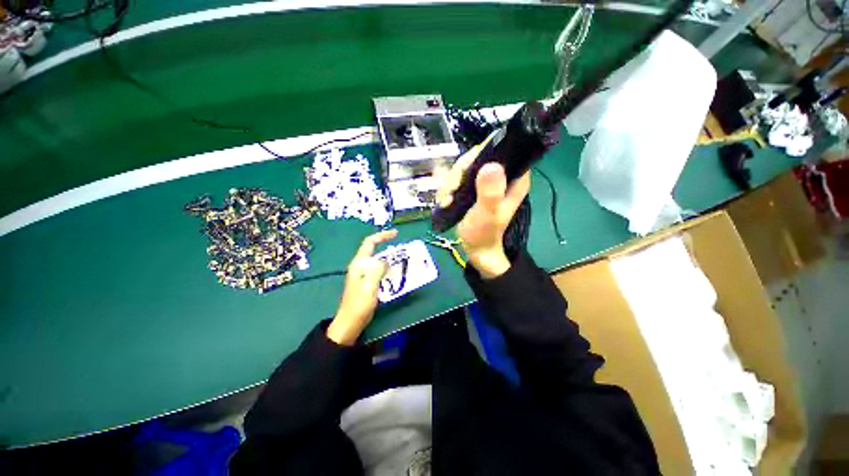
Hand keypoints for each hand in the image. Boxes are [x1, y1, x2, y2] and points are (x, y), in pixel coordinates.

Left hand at [327, 229, 397, 344]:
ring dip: (390, 261)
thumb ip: (377, 269)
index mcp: (359, 263)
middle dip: (389, 249)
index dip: (382, 235)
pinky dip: (389, 270)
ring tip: (403, 263)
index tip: (396, 234)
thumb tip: (385, 260)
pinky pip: (380, 271)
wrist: (350, 322)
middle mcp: (360, 266)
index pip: (370, 242)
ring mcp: (363, 275)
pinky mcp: (367, 283)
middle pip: (375, 251)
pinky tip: (396, 275)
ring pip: (379, 262)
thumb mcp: (369, 284)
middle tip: (403, 252)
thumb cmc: (359, 303)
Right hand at [436, 140, 530, 278]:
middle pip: (475, 158)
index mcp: (514, 178)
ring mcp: (485, 181)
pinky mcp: (473, 187)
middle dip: (458, 174)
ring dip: (450, 184)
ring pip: (463, 168)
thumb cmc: (484, 233)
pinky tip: (445, 201)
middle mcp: (500, 175)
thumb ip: (490, 192)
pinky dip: (448, 189)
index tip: (464, 172)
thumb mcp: (488, 214)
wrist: (475, 248)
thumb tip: (491, 165)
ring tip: (446, 200)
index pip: (499, 150)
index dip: (479, 155)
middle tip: (451, 192)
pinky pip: (457, 178)